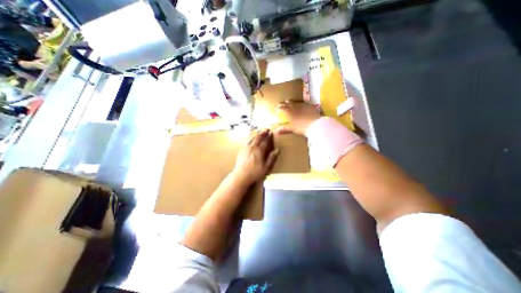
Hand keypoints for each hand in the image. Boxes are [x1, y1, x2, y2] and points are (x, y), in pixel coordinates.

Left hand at [233, 128, 280, 185]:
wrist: (241, 175)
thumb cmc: (255, 172)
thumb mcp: (266, 167)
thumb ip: (271, 158)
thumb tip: (277, 150)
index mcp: (259, 151)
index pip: (265, 141)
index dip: (268, 137)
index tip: (271, 133)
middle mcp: (253, 147)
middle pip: (258, 138)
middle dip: (262, 133)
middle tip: (266, 129)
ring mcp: (246, 147)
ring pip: (252, 138)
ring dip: (256, 134)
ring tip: (259, 131)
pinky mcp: (242, 149)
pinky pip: (246, 140)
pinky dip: (250, 137)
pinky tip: (251, 137)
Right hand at [275, 101, 319, 135]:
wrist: (314, 124)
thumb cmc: (300, 127)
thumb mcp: (291, 128)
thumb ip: (284, 129)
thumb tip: (276, 132)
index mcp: (289, 112)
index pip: (282, 108)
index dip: (279, 108)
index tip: (276, 108)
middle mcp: (295, 107)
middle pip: (288, 104)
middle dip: (283, 104)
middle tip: (280, 103)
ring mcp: (303, 106)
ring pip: (295, 102)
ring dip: (291, 102)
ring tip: (288, 101)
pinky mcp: (310, 106)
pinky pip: (304, 103)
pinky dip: (301, 104)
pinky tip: (301, 104)